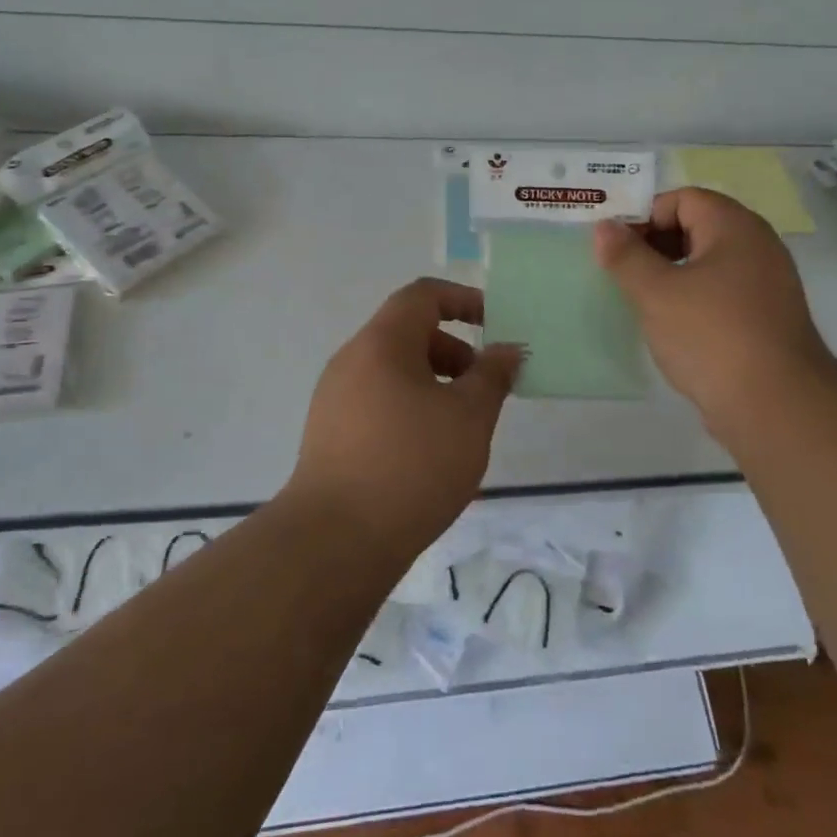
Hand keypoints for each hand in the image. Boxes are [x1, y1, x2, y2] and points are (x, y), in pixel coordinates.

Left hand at [288, 278, 522, 562]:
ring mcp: (334, 398)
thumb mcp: (469, 417)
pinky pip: (377, 401)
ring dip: (433, 382)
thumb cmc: (412, 465)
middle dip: (453, 351)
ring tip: (460, 425)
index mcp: (382, 343)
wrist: (335, 540)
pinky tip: (428, 451)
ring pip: (392, 371)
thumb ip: (493, 376)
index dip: (462, 299)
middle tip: (483, 388)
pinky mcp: (329, 433)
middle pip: (407, 333)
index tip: (494, 324)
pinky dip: (409, 407)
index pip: (422, 296)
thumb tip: (507, 349)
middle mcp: (351, 360)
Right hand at [594, 189, 833, 433]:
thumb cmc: (711, 335)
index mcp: (735, 226)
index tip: (616, 247)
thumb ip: (626, 256)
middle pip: (698, 225)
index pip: (683, 198)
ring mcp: (768, 283)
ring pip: (709, 262)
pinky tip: (673, 326)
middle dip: (656, 243)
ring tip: (642, 300)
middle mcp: (758, 246)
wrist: (776, 406)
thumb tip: (604, 227)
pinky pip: (723, 292)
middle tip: (623, 272)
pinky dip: (695, 298)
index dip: (645, 215)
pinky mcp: (767, 318)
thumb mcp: (655, 292)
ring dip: (673, 273)